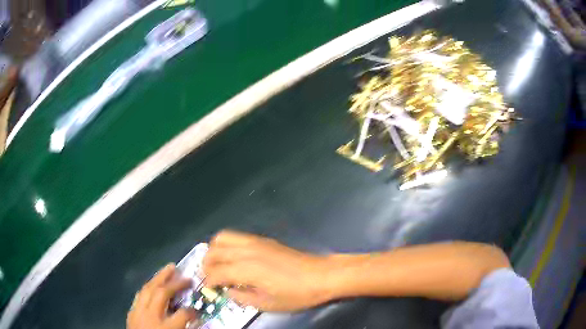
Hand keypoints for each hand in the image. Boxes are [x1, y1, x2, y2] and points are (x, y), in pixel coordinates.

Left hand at [127, 264, 197, 328]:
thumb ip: (184, 327)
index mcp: (165, 328)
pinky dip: (148, 288)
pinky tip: (152, 284)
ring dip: (158, 278)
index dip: (193, 310)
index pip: (183, 314)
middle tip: (183, 272)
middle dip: (174, 282)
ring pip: (147, 289)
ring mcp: (137, 313)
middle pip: (161, 293)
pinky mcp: (131, 313)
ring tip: (168, 269)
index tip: (198, 309)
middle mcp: (150, 317)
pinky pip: (139, 295)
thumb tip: (194, 318)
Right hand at [203, 231, 331, 311]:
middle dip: (206, 264)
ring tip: (218, 265)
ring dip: (214, 250)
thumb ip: (243, 297)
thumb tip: (228, 291)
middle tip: (209, 277)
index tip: (208, 288)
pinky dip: (226, 245)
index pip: (216, 271)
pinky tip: (233, 258)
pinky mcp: (264, 239)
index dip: (208, 281)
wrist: (322, 275)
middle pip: (214, 251)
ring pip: (222, 237)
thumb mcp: (268, 304)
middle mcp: (246, 251)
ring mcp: (255, 242)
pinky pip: (236, 236)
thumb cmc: (297, 294)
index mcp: (246, 269)